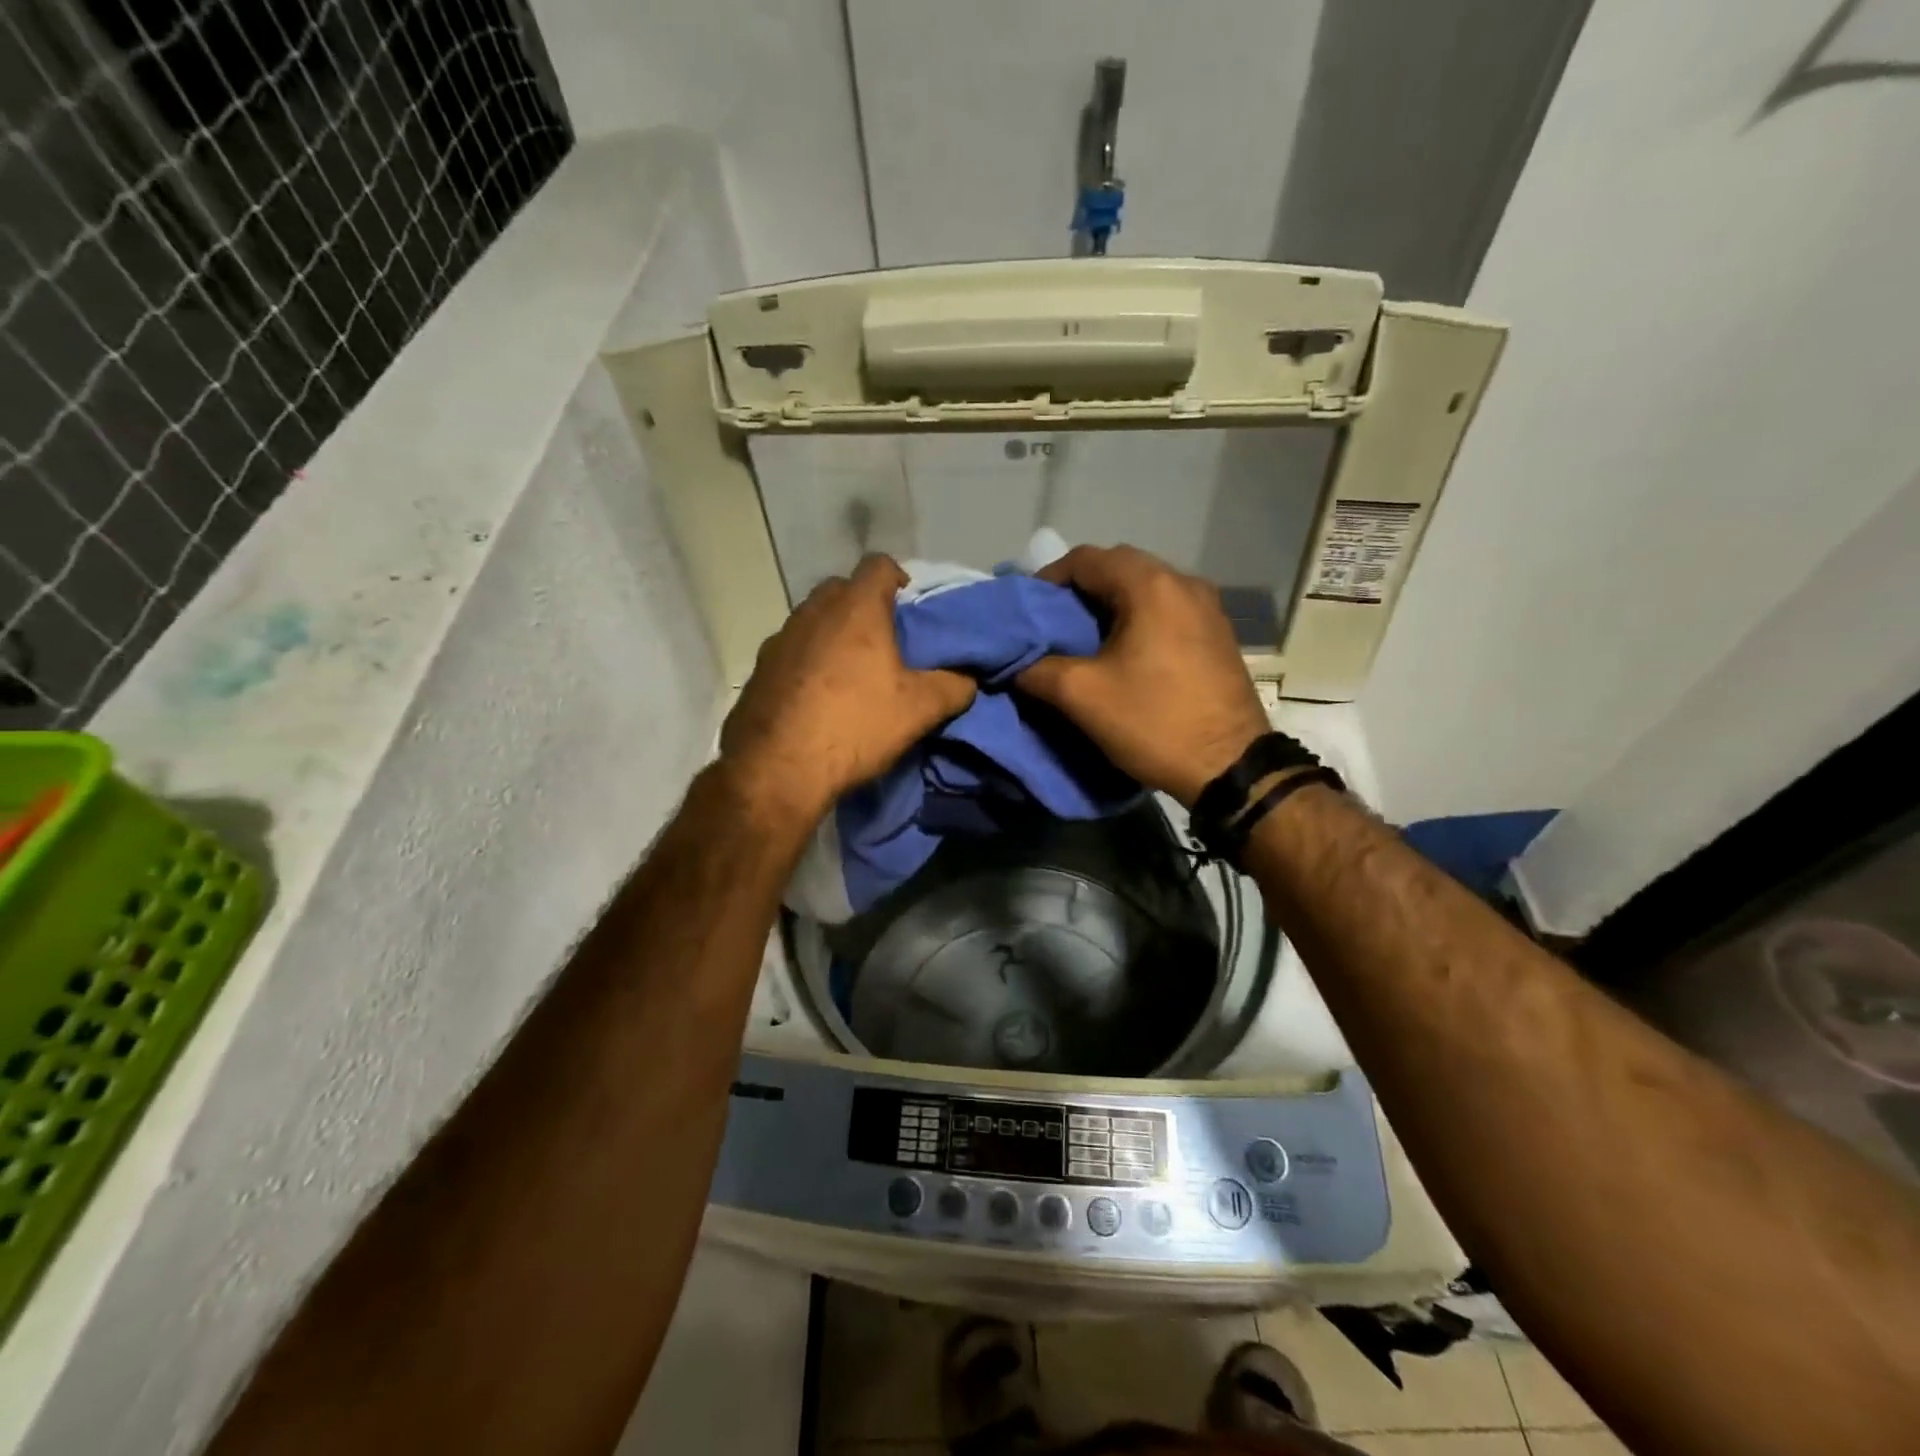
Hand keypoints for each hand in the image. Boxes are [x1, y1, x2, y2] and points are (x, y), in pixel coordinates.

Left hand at [718, 555, 975, 828]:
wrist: (778, 770)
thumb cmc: (855, 726)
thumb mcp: (919, 710)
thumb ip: (953, 686)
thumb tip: (967, 679)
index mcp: (856, 609)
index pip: (878, 564)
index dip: (898, 578)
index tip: (910, 608)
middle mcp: (813, 612)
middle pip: (841, 589)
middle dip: (863, 607)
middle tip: (883, 642)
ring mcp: (779, 639)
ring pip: (812, 620)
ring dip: (832, 635)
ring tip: (849, 673)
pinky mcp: (758, 670)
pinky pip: (790, 652)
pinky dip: (806, 663)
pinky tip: (815, 698)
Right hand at [1017, 545, 1267, 806]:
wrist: (1230, 767)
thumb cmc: (1154, 721)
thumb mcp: (1082, 696)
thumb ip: (1037, 669)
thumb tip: (1015, 664)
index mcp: (1150, 585)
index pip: (1086, 559)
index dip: (1048, 580)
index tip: (1027, 611)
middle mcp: (1183, 582)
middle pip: (1118, 568)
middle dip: (1079, 592)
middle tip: (1052, 625)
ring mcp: (1207, 607)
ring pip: (1144, 589)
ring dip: (1109, 606)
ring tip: (1083, 640)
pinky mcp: (1217, 633)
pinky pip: (1167, 610)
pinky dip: (1138, 620)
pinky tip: (1124, 653)